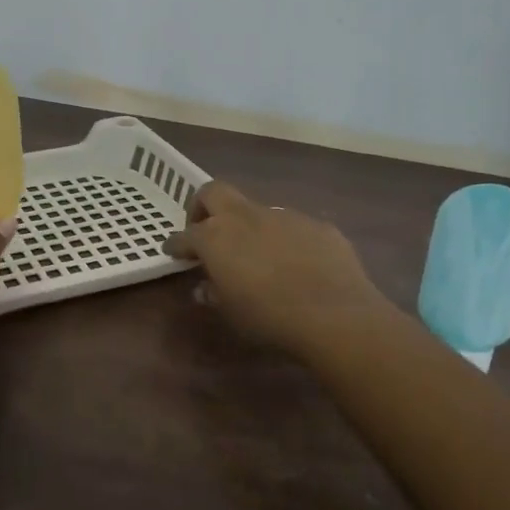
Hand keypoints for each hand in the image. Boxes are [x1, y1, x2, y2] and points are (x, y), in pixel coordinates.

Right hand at [166, 180, 395, 354]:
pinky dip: (287, 241)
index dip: (177, 243)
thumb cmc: (269, 317)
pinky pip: (293, 227)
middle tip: (206, 230)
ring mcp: (283, 216)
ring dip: (250, 227)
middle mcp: (245, 216)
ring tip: (261, 257)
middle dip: (203, 206)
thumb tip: (206, 287)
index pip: (185, 235)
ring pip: (257, 210)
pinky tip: (300, 266)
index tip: (174, 251)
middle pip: (214, 192)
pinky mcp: (317, 224)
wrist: (334, 314)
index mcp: (216, 237)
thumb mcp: (231, 313)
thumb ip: (214, 293)